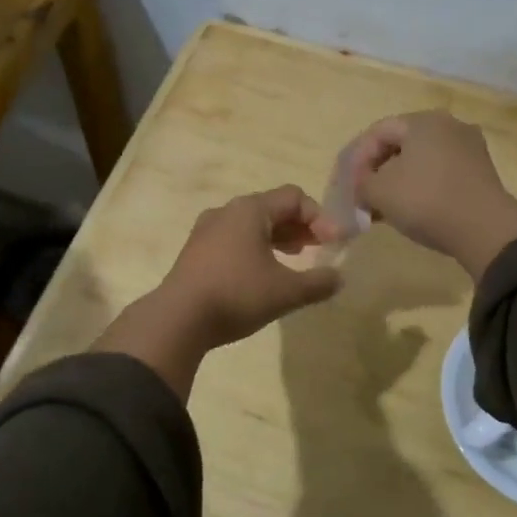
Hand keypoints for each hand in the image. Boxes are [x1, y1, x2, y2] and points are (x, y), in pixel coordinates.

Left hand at [94, 186, 341, 397]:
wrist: (177, 319)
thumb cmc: (236, 295)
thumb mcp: (286, 292)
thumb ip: (318, 283)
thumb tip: (338, 278)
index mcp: (250, 210)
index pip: (295, 197)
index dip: (320, 218)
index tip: (333, 244)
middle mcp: (227, 211)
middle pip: (273, 207)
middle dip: (300, 226)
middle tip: (318, 248)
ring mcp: (207, 229)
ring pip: (252, 223)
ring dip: (278, 237)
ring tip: (294, 258)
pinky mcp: (196, 250)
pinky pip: (235, 238)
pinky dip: (256, 247)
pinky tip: (263, 272)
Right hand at [350, 111, 516, 280]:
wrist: (487, 230)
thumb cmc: (427, 201)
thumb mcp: (379, 192)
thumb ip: (361, 183)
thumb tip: (362, 185)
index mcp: (423, 121)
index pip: (378, 131)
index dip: (357, 158)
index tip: (348, 185)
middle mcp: (449, 126)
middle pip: (401, 144)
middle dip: (377, 169)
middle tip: (363, 195)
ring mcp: (469, 148)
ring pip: (421, 160)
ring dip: (398, 180)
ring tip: (384, 207)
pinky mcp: (481, 172)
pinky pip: (440, 173)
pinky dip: (421, 187)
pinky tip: (411, 210)